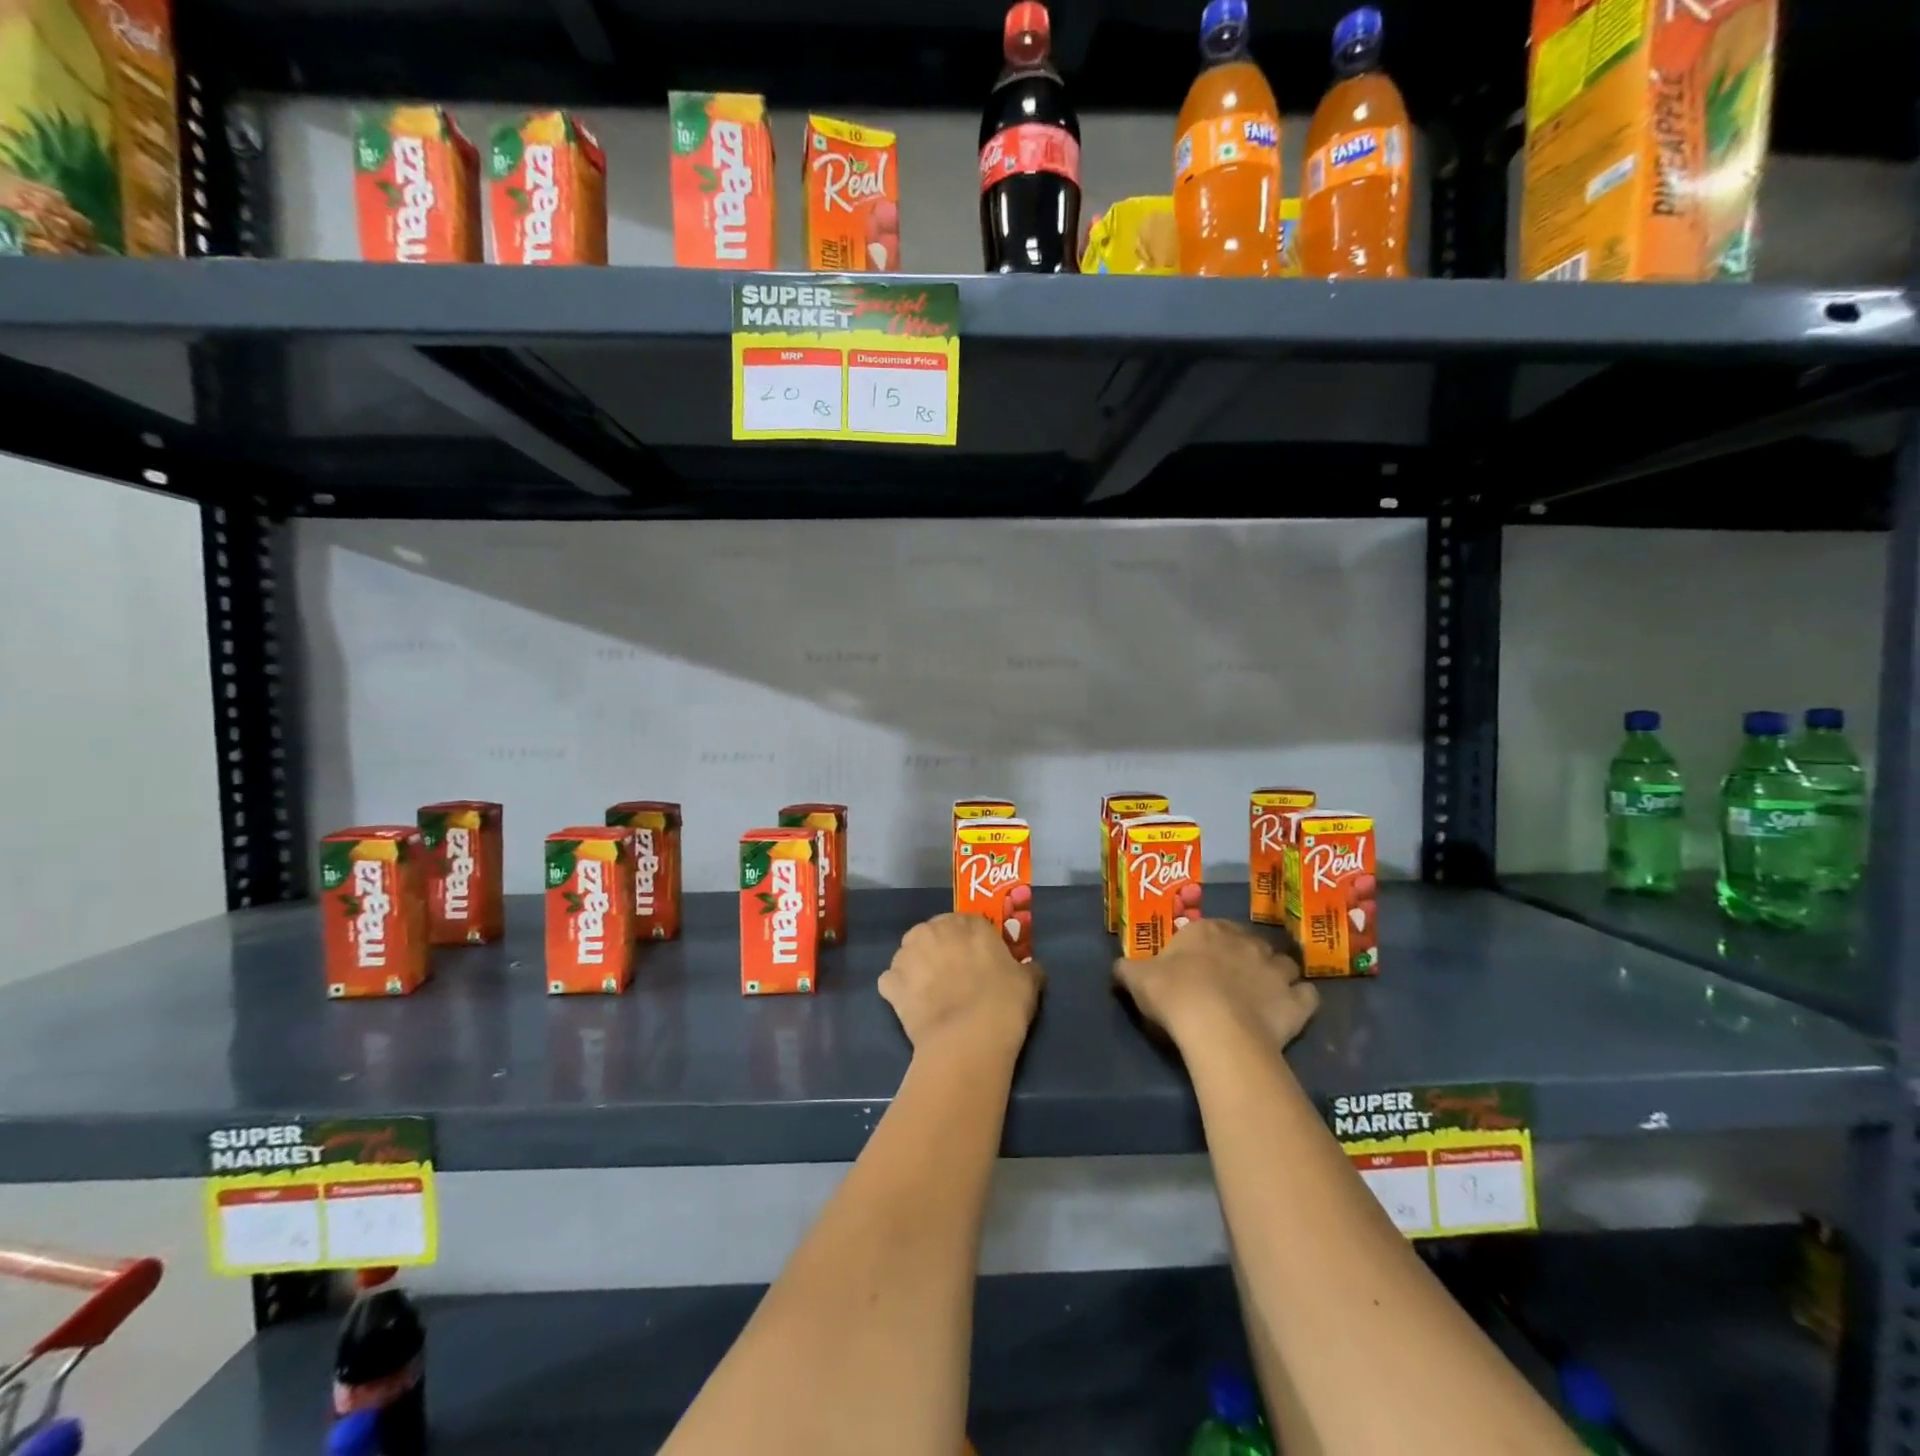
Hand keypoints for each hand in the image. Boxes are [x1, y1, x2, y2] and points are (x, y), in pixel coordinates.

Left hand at [880, 913, 1043, 1056]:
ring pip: (909, 954)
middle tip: (953, 976)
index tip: (977, 961)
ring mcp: (907, 955)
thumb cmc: (1003, 1003)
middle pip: (933, 933)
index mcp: (967, 923)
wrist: (967, 1039)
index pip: (968, 923)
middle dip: (940, 950)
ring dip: (917, 967)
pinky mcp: (890, 983)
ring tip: (930, 994)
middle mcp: (933, 930)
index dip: (971, 942)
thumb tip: (1030, 969)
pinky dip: (899, 992)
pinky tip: (913, 1008)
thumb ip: (1027, 968)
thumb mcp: (1028, 982)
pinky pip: (892, 982)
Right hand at [1113, 919, 1316, 1052]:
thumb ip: (1127, 969)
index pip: (1213, 928)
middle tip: (1231, 979)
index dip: (1209, 945)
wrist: (1215, 1028)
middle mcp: (1246, 942)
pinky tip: (1289, 1011)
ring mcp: (1276, 971)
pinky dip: (1301, 1000)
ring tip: (1264, 993)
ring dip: (1277, 974)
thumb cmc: (1174, 994)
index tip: (1199, 963)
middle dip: (1245, 956)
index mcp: (1207, 931)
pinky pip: (1307, 996)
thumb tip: (1117, 967)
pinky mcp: (1297, 1002)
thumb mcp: (1136, 977)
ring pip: (1284, 964)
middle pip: (1251, 943)